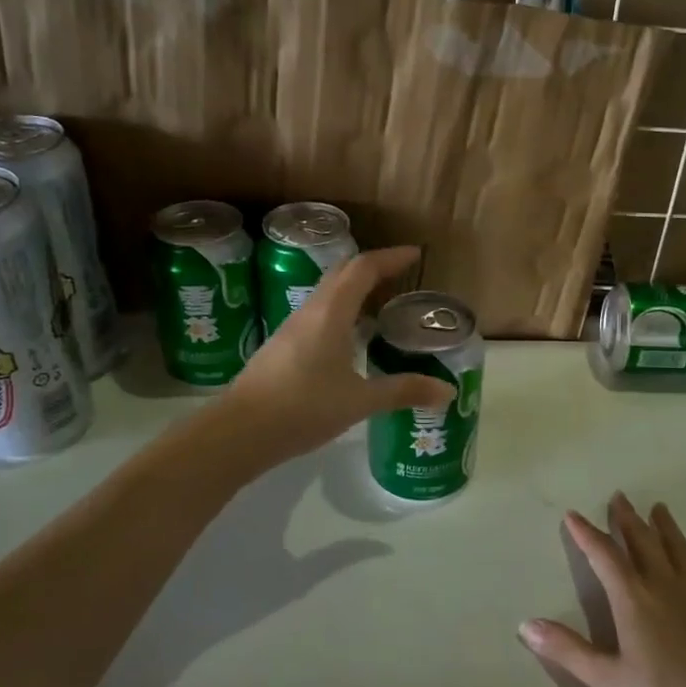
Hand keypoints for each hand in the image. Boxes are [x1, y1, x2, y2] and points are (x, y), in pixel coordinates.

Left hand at [219, 246, 452, 466]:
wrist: (239, 432)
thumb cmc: (303, 408)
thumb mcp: (359, 401)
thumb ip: (403, 391)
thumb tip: (446, 390)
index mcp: (331, 313)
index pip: (363, 268)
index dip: (390, 257)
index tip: (415, 254)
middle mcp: (310, 311)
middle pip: (342, 273)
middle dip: (373, 267)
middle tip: (402, 275)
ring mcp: (291, 328)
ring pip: (327, 293)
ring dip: (355, 289)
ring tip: (382, 304)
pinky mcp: (282, 347)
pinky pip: (318, 314)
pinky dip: (341, 312)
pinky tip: (351, 338)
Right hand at [520, 494, 685, 686]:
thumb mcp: (609, 682)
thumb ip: (568, 651)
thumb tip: (526, 624)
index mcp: (634, 601)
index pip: (605, 556)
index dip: (587, 534)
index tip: (574, 515)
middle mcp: (665, 586)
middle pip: (643, 543)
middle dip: (628, 520)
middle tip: (620, 497)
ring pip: (679, 549)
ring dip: (666, 527)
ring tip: (658, 508)